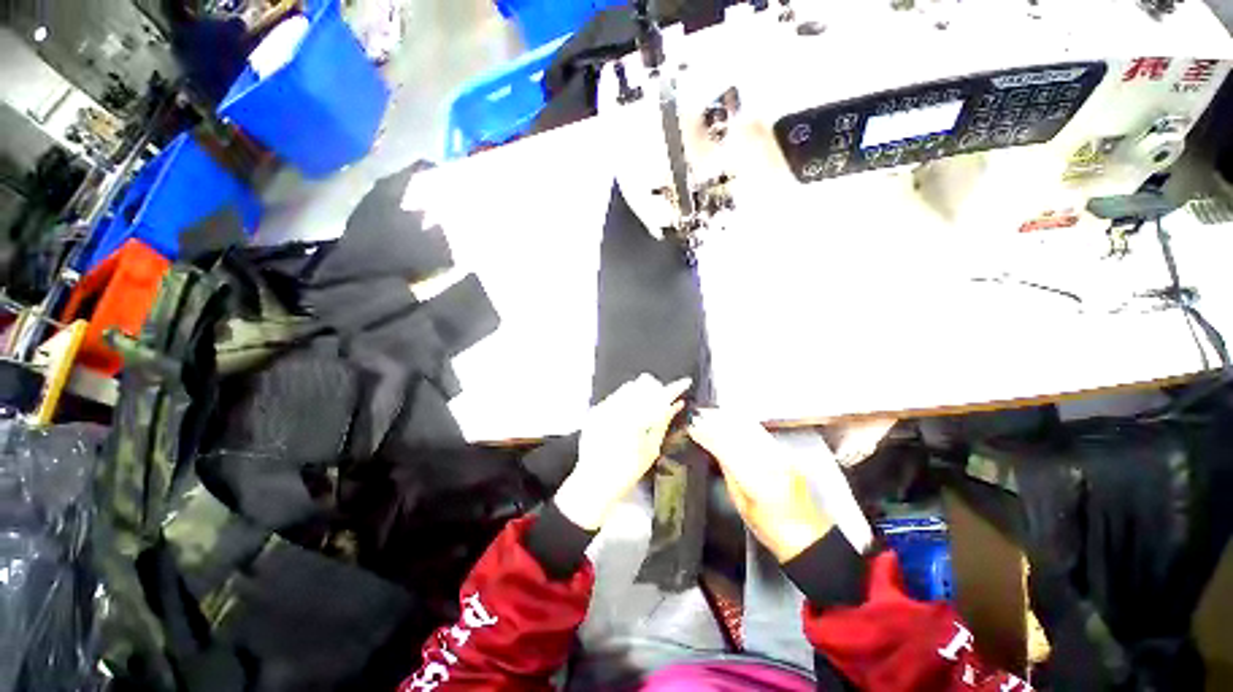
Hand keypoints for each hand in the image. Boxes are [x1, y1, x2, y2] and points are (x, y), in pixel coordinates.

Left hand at [555, 375, 691, 530]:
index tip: (685, 382)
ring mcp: (605, 406)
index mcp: (638, 416)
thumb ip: (663, 422)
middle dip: (656, 391)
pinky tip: (625, 418)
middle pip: (645, 384)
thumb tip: (675, 405)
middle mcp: (620, 406)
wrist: (593, 481)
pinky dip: (624, 402)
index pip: (661, 394)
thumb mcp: (651, 449)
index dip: (676, 387)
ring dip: (640, 394)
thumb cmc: (627, 470)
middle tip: (661, 405)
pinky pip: (615, 397)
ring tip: (642, 413)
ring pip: (629, 388)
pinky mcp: (595, 410)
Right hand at [689, 409, 833, 561]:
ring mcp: (783, 456)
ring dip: (729, 418)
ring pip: (751, 429)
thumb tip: (714, 449)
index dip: (708, 435)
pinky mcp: (788, 453)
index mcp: (758, 483)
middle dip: (716, 422)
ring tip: (711, 412)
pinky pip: (761, 432)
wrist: (810, 537)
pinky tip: (732, 418)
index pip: (727, 450)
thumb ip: (728, 474)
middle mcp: (772, 464)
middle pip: (739, 434)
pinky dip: (743, 423)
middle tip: (698, 414)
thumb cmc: (771, 530)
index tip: (693, 426)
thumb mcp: (742, 505)